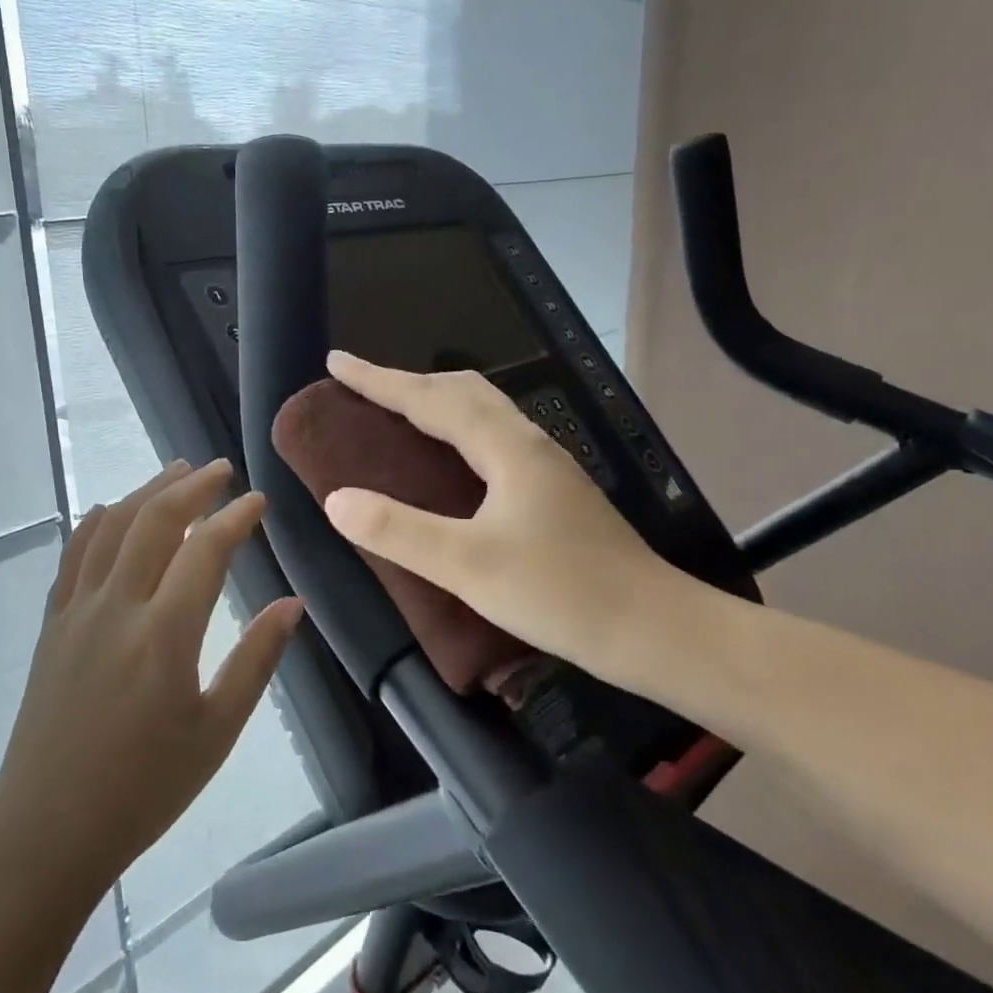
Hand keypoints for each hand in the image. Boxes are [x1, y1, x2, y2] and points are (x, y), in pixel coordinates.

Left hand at [0, 459, 304, 897]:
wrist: (48, 830)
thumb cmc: (144, 789)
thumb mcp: (216, 732)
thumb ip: (256, 661)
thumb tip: (292, 604)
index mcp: (164, 635)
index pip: (205, 550)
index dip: (235, 517)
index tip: (258, 501)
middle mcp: (117, 607)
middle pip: (153, 522)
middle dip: (190, 487)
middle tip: (218, 469)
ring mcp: (76, 612)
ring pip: (110, 528)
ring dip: (145, 493)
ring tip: (174, 472)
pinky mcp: (52, 625)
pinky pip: (73, 556)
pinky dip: (94, 523)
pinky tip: (107, 511)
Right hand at [320, 351, 698, 690]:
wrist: (656, 630)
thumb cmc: (561, 593)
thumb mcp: (469, 565)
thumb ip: (399, 531)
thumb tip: (336, 500)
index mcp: (507, 449)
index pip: (430, 399)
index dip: (378, 380)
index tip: (336, 362)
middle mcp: (529, 445)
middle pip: (462, 391)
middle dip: (407, 382)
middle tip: (363, 388)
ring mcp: (546, 468)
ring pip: (482, 413)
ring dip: (435, 402)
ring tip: (397, 414)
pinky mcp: (553, 493)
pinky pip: (491, 438)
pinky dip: (455, 430)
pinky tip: (449, 461)